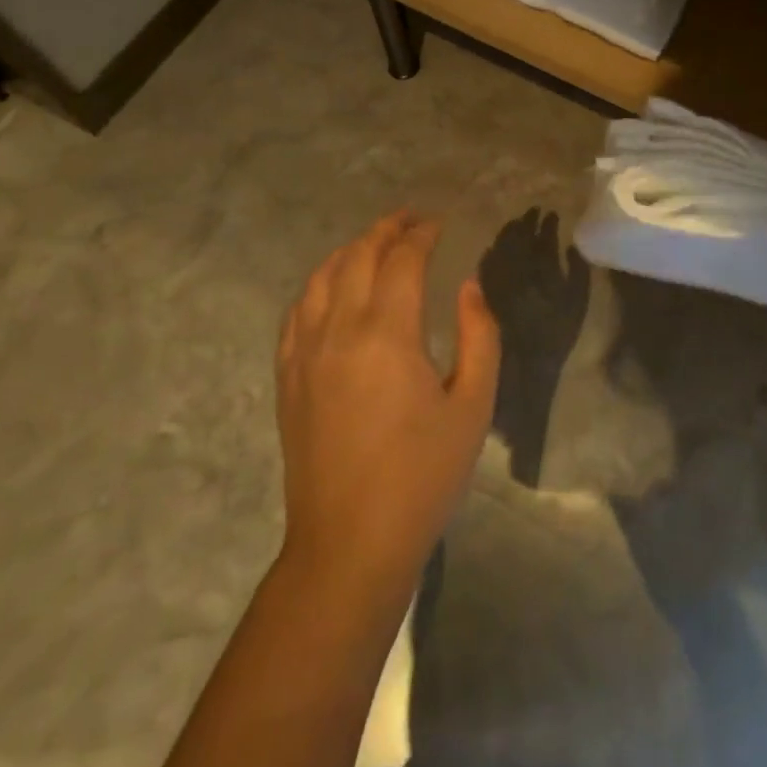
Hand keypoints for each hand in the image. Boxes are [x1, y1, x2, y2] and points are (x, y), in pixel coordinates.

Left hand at [276, 212, 500, 588]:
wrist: (349, 545)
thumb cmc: (422, 477)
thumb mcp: (474, 406)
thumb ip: (478, 336)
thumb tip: (468, 286)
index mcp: (388, 333)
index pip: (403, 259)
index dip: (423, 234)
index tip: (440, 224)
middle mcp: (340, 329)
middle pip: (359, 256)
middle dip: (387, 229)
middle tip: (412, 220)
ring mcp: (305, 352)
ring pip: (322, 276)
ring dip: (351, 250)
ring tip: (375, 244)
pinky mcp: (288, 376)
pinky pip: (297, 310)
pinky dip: (318, 284)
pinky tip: (331, 288)